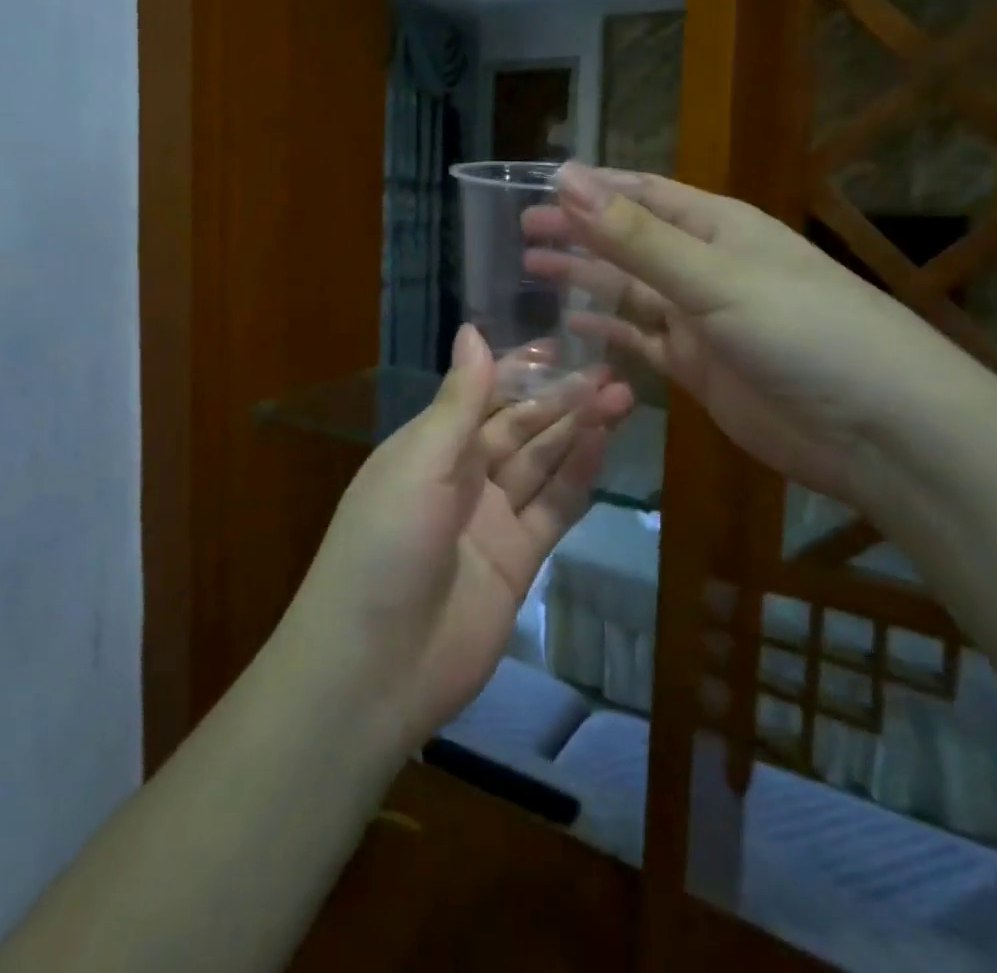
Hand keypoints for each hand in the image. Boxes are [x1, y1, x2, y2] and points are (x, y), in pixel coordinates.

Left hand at [285, 326, 633, 752]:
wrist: (375, 666)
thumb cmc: (386, 545)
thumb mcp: (419, 463)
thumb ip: (458, 402)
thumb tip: (472, 331)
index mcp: (428, 447)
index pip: (481, 396)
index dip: (519, 370)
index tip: (561, 345)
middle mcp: (460, 477)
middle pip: (519, 428)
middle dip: (560, 399)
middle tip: (609, 371)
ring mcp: (491, 520)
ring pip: (542, 463)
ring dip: (577, 431)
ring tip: (620, 396)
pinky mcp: (517, 561)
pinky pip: (553, 508)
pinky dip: (578, 476)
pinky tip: (603, 443)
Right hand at [525, 163, 963, 506]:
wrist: (878, 429)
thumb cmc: (803, 332)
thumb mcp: (714, 278)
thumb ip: (636, 236)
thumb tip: (567, 179)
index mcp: (717, 227)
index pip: (642, 193)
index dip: (592, 188)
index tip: (538, 186)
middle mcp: (705, 266)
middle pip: (628, 241)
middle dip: (578, 232)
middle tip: (521, 230)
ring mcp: (700, 319)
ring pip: (628, 290)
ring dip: (584, 277)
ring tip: (531, 268)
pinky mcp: (697, 367)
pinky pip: (639, 340)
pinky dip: (606, 330)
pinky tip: (572, 323)